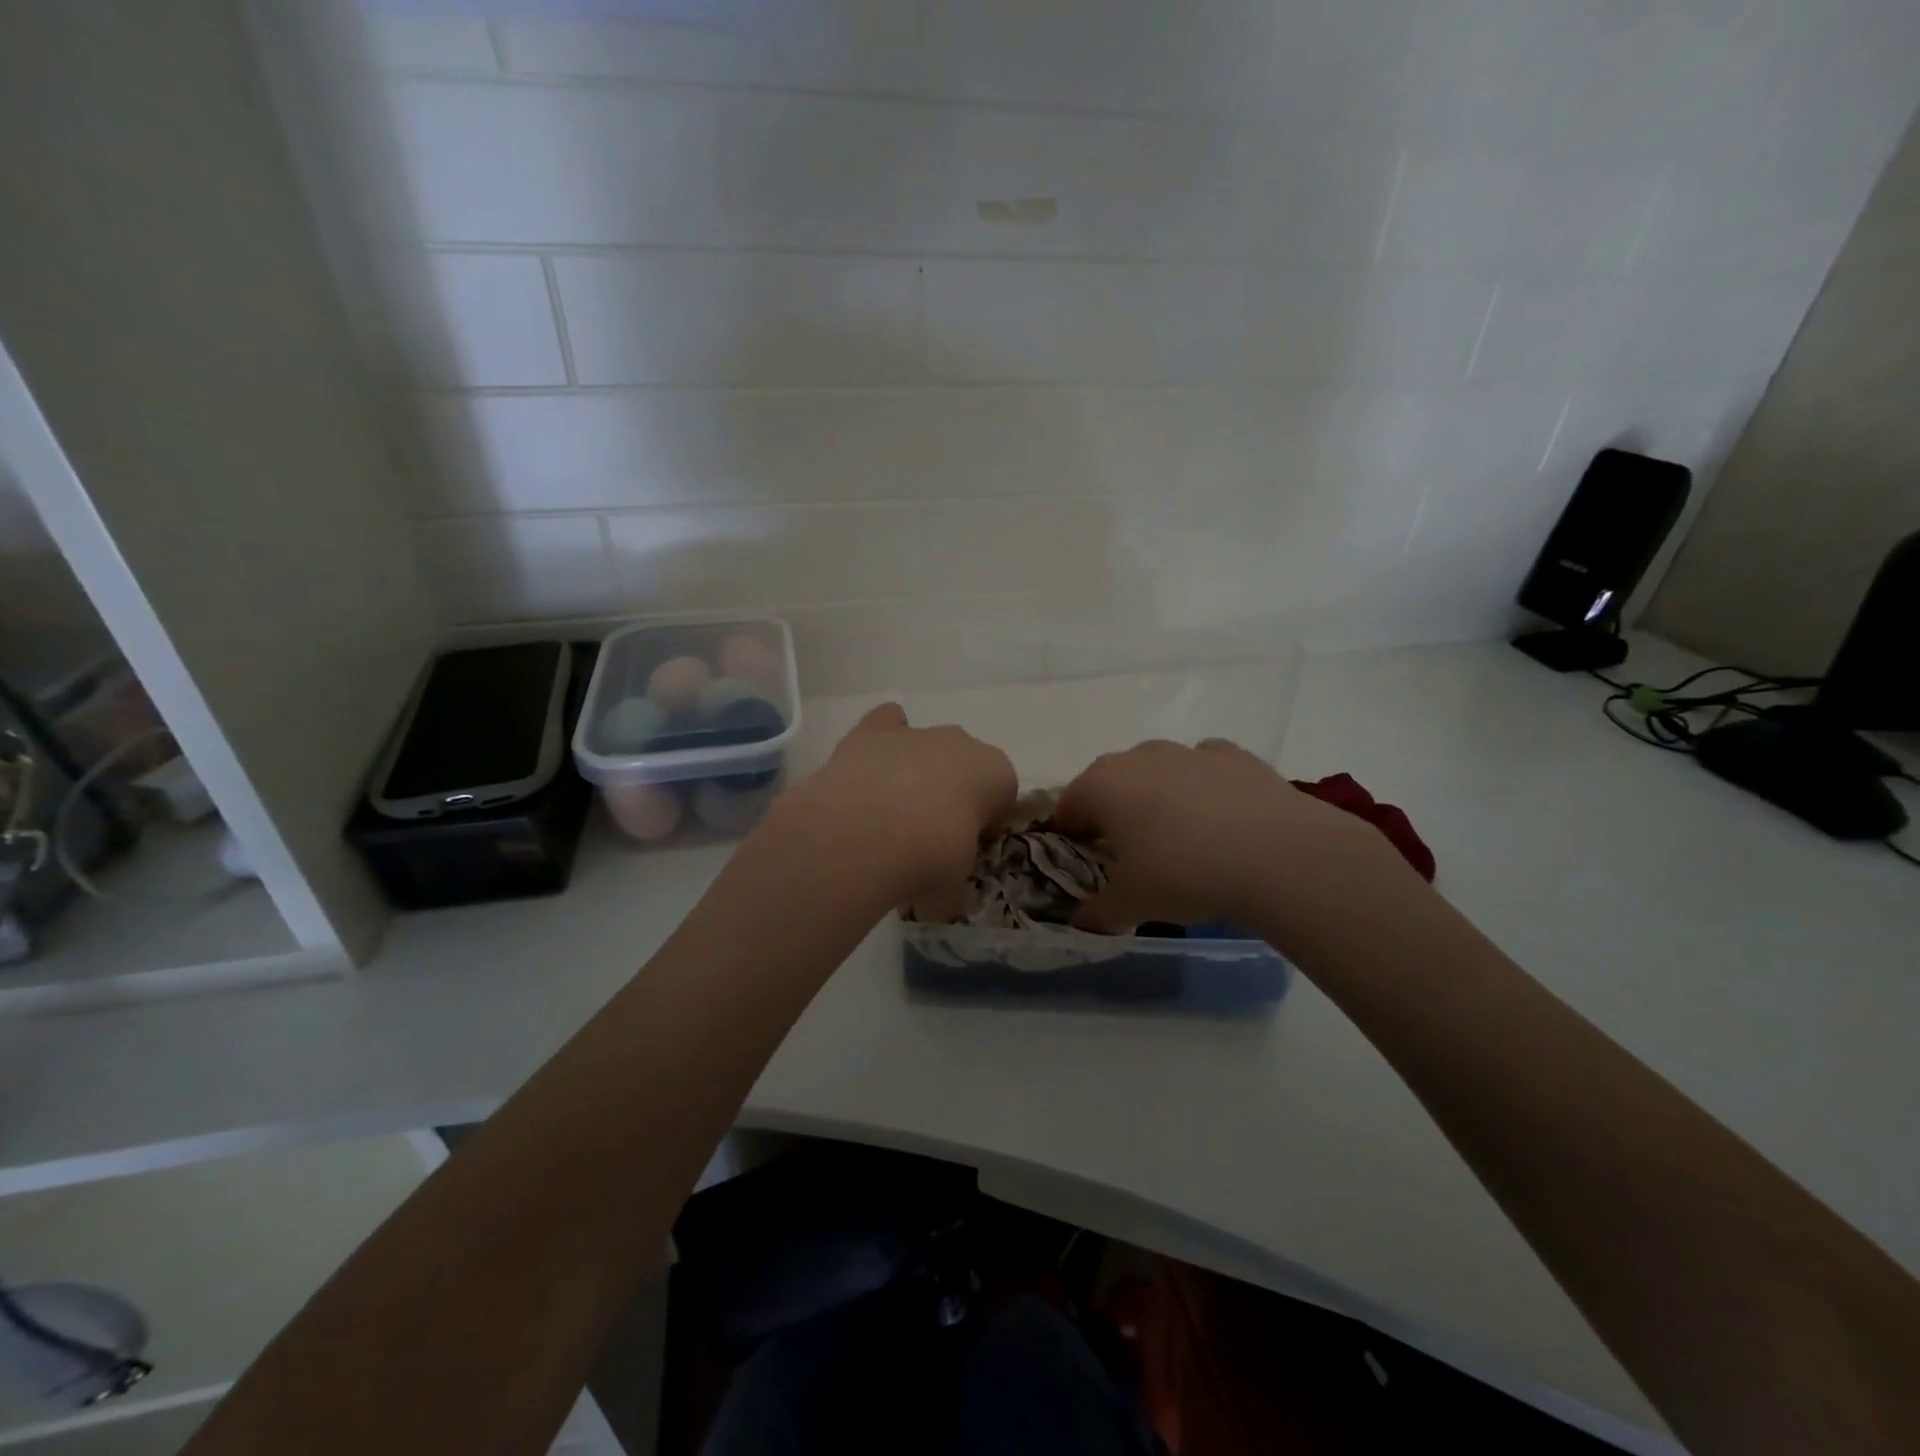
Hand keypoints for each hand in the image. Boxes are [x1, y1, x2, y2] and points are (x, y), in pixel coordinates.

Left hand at [771, 703, 1015, 910]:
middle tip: (928, 835)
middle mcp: (962, 743)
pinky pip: (886, 723)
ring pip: (925, 744)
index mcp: (997, 774)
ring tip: (891, 812)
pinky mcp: (873, 731)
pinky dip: (881, 740)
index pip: (1002, 796)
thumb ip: (952, 889)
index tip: (966, 850)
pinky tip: (869, 769)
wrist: (869, 833)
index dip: (985, 824)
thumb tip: (940, 904)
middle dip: (952, 792)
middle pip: (964, 765)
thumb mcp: (953, 889)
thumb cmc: (930, 859)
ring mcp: (916, 733)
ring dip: (916, 770)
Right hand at [1054, 738, 1401, 932]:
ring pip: (1158, 771)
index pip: (1068, 806)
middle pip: (1111, 783)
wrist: (1276, 854)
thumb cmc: (1183, 873)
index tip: (1082, 862)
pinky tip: (1221, 820)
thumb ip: (1097, 913)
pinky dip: (1204, 788)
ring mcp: (1189, 751)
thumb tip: (1082, 922)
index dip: (1069, 834)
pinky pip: (1204, 768)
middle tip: (1129, 854)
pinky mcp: (1235, 756)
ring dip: (1158, 797)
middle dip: (1112, 813)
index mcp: (1102, 785)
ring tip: (1179, 840)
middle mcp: (1138, 757)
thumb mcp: (1130, 905)